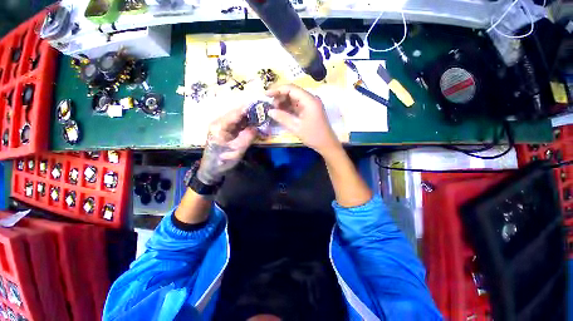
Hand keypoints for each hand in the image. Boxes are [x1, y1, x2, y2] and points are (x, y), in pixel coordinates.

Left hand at [197, 106, 256, 184]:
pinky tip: (256, 124)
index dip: (249, 108)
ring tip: (262, 117)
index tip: (261, 105)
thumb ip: (247, 137)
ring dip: (250, 118)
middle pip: (237, 113)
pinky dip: (247, 124)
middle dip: (251, 112)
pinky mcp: (226, 130)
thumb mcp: (237, 150)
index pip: (236, 112)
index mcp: (219, 125)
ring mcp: (222, 125)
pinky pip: (238, 123)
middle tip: (264, 112)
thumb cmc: (223, 160)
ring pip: (239, 117)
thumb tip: (257, 127)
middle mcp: (220, 122)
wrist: (212, 168)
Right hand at [266, 84, 339, 154]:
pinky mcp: (309, 110)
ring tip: (274, 110)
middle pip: (292, 91)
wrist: (326, 144)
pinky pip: (297, 105)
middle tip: (270, 105)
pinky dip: (288, 107)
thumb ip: (282, 118)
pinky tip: (281, 112)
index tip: (266, 94)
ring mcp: (310, 104)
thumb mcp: (296, 127)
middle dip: (280, 96)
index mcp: (309, 100)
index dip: (277, 89)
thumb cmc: (313, 136)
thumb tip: (269, 111)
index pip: (291, 88)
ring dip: (283, 102)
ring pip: (294, 98)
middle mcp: (310, 99)